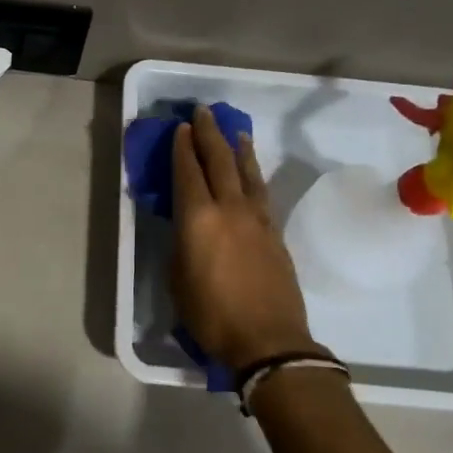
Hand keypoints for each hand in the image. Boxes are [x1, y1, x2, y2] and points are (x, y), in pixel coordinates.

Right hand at [170, 105, 319, 372]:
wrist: (268, 340)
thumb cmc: (211, 314)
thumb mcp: (177, 278)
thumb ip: (181, 243)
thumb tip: (188, 227)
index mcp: (198, 218)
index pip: (188, 172)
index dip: (182, 148)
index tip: (180, 127)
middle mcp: (229, 208)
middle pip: (219, 161)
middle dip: (209, 134)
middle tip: (203, 112)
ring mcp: (257, 219)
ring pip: (247, 172)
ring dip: (238, 149)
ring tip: (235, 131)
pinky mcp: (275, 233)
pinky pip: (261, 192)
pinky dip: (253, 174)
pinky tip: (251, 172)